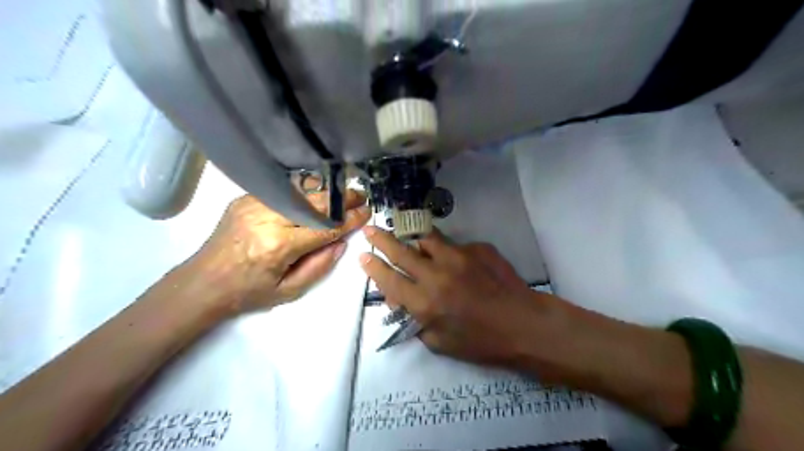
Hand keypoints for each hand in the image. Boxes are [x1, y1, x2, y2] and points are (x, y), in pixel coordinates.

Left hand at [192, 193, 371, 314]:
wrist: (202, 283)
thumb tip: (342, 242)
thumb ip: (320, 266)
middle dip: (342, 198)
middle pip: (314, 202)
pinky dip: (303, 191)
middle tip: (360, 195)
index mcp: (279, 245)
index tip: (367, 211)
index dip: (349, 219)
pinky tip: (314, 194)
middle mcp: (267, 218)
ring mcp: (253, 204)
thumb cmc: (248, 293)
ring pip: (299, 190)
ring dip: (324, 191)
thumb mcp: (289, 291)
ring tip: (342, 193)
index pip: (324, 227)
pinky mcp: (244, 198)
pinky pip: (282, 190)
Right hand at [362, 228, 568, 367]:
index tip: (364, 256)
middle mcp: (436, 274)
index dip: (373, 267)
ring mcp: (458, 256)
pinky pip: (454, 244)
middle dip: (381, 239)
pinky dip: (447, 251)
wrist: (524, 324)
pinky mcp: (477, 247)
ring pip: (426, 238)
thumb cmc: (481, 341)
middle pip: (401, 251)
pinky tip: (457, 262)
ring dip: (412, 236)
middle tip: (371, 229)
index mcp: (425, 303)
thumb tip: (400, 301)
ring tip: (407, 235)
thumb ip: (414, 320)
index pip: (389, 279)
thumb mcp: (439, 343)